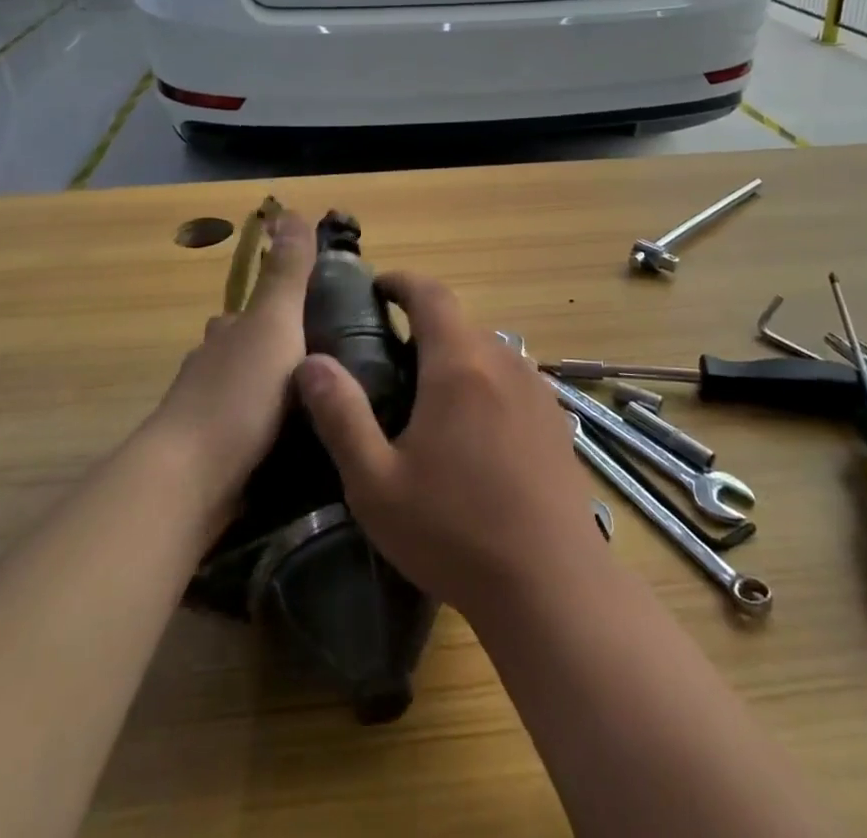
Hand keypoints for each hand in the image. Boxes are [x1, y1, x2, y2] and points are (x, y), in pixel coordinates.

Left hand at [148, 209, 315, 507]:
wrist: (188, 481)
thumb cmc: (238, 394)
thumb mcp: (275, 324)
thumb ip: (286, 274)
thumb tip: (289, 209)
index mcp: (227, 335)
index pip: (250, 311)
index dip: (278, 309)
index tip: (315, 318)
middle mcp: (209, 369)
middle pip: (242, 352)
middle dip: (274, 355)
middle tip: (326, 370)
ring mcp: (203, 417)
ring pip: (241, 394)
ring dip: (269, 396)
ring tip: (316, 410)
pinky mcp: (207, 460)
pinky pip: (241, 435)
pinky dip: (262, 434)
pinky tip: (289, 448)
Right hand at [293, 272, 603, 622]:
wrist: (552, 585)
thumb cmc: (454, 532)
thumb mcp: (376, 483)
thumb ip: (341, 415)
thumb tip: (311, 362)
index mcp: (458, 365)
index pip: (431, 295)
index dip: (402, 282)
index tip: (378, 287)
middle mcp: (502, 362)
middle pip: (459, 324)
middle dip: (424, 329)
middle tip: (390, 361)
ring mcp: (536, 390)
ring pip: (488, 353)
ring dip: (456, 359)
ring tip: (429, 400)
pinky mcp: (555, 420)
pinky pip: (512, 381)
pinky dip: (485, 385)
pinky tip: (475, 434)